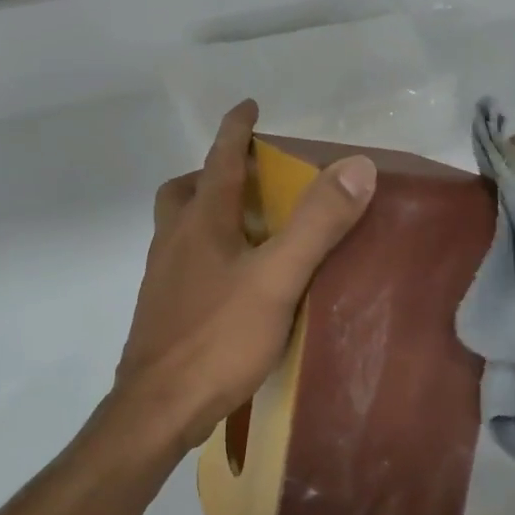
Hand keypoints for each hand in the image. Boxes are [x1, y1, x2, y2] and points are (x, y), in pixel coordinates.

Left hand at [114, 100, 377, 458]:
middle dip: (212, 174)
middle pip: (184, 192)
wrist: (158, 409)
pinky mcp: (162, 311)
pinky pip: (183, 263)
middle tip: (249, 180)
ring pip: (179, 229)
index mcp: (200, 223)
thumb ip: (317, 224)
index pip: (219, 160)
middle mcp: (174, 242)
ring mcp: (162, 278)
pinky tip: (233, 283)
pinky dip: (206, 253)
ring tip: (249, 230)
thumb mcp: (278, 278)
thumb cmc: (218, 338)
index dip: (235, 130)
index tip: (248, 106)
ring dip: (208, 214)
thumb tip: (357, 167)